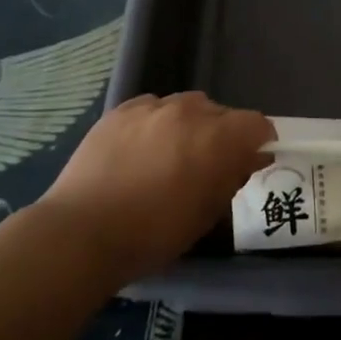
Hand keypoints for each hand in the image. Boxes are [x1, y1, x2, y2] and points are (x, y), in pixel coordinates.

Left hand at [34, 92, 273, 283]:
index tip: (251, 159)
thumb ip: (232, 178)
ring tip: (170, 155)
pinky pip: (151, 108)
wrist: (82, 231)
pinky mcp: (120, 110)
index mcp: (217, 137)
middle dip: (222, 134)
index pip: (256, 123)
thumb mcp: (205, 214)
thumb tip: (250, 158)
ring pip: (185, 106)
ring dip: (188, 125)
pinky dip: (156, 123)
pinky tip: (140, 150)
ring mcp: (152, 106)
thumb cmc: (154, 233)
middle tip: (207, 165)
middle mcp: (189, 111)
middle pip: (220, 112)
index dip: (258, 140)